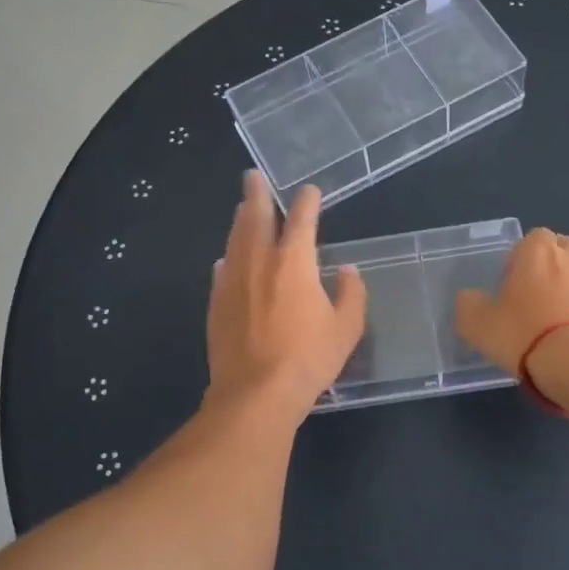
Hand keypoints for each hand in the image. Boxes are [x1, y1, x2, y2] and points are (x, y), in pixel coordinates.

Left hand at [207, 171, 365, 423]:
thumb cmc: (308, 359)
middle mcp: (259, 262)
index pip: (302, 220)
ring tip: (242, 208)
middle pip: (255, 218)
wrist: (255, 393)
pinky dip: (228, 258)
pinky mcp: (216, 303)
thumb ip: (351, 295)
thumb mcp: (346, 329)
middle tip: (252, 176)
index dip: (306, 201)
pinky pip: (222, 270)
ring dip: (240, 220)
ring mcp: (233, 281)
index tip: (309, 191)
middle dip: (256, 194)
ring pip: (235, 240)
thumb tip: (347, 272)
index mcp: (294, 262)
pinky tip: (227, 260)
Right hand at [454, 229, 568, 378]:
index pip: (531, 238)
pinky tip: (568, 339)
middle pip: (559, 251)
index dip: (519, 258)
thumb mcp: (477, 323)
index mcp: (538, 250)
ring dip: (565, 291)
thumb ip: (468, 304)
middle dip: (547, 267)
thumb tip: (470, 298)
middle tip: (530, 297)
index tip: (510, 284)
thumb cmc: (523, 333)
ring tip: (549, 323)